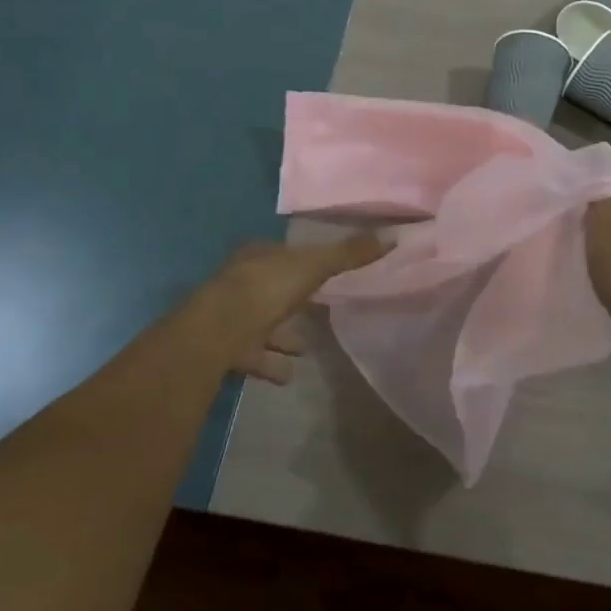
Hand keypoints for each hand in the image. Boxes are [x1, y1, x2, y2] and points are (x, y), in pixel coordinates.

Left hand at [206, 234, 386, 383]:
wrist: (218, 332)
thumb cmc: (266, 289)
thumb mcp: (314, 266)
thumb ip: (349, 254)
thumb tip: (391, 236)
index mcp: (257, 255)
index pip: (283, 254)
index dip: (303, 263)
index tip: (323, 273)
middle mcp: (240, 281)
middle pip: (271, 289)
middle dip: (293, 300)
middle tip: (319, 311)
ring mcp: (230, 316)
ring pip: (262, 324)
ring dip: (282, 336)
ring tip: (306, 349)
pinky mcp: (226, 348)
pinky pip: (255, 356)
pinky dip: (272, 363)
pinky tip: (290, 373)